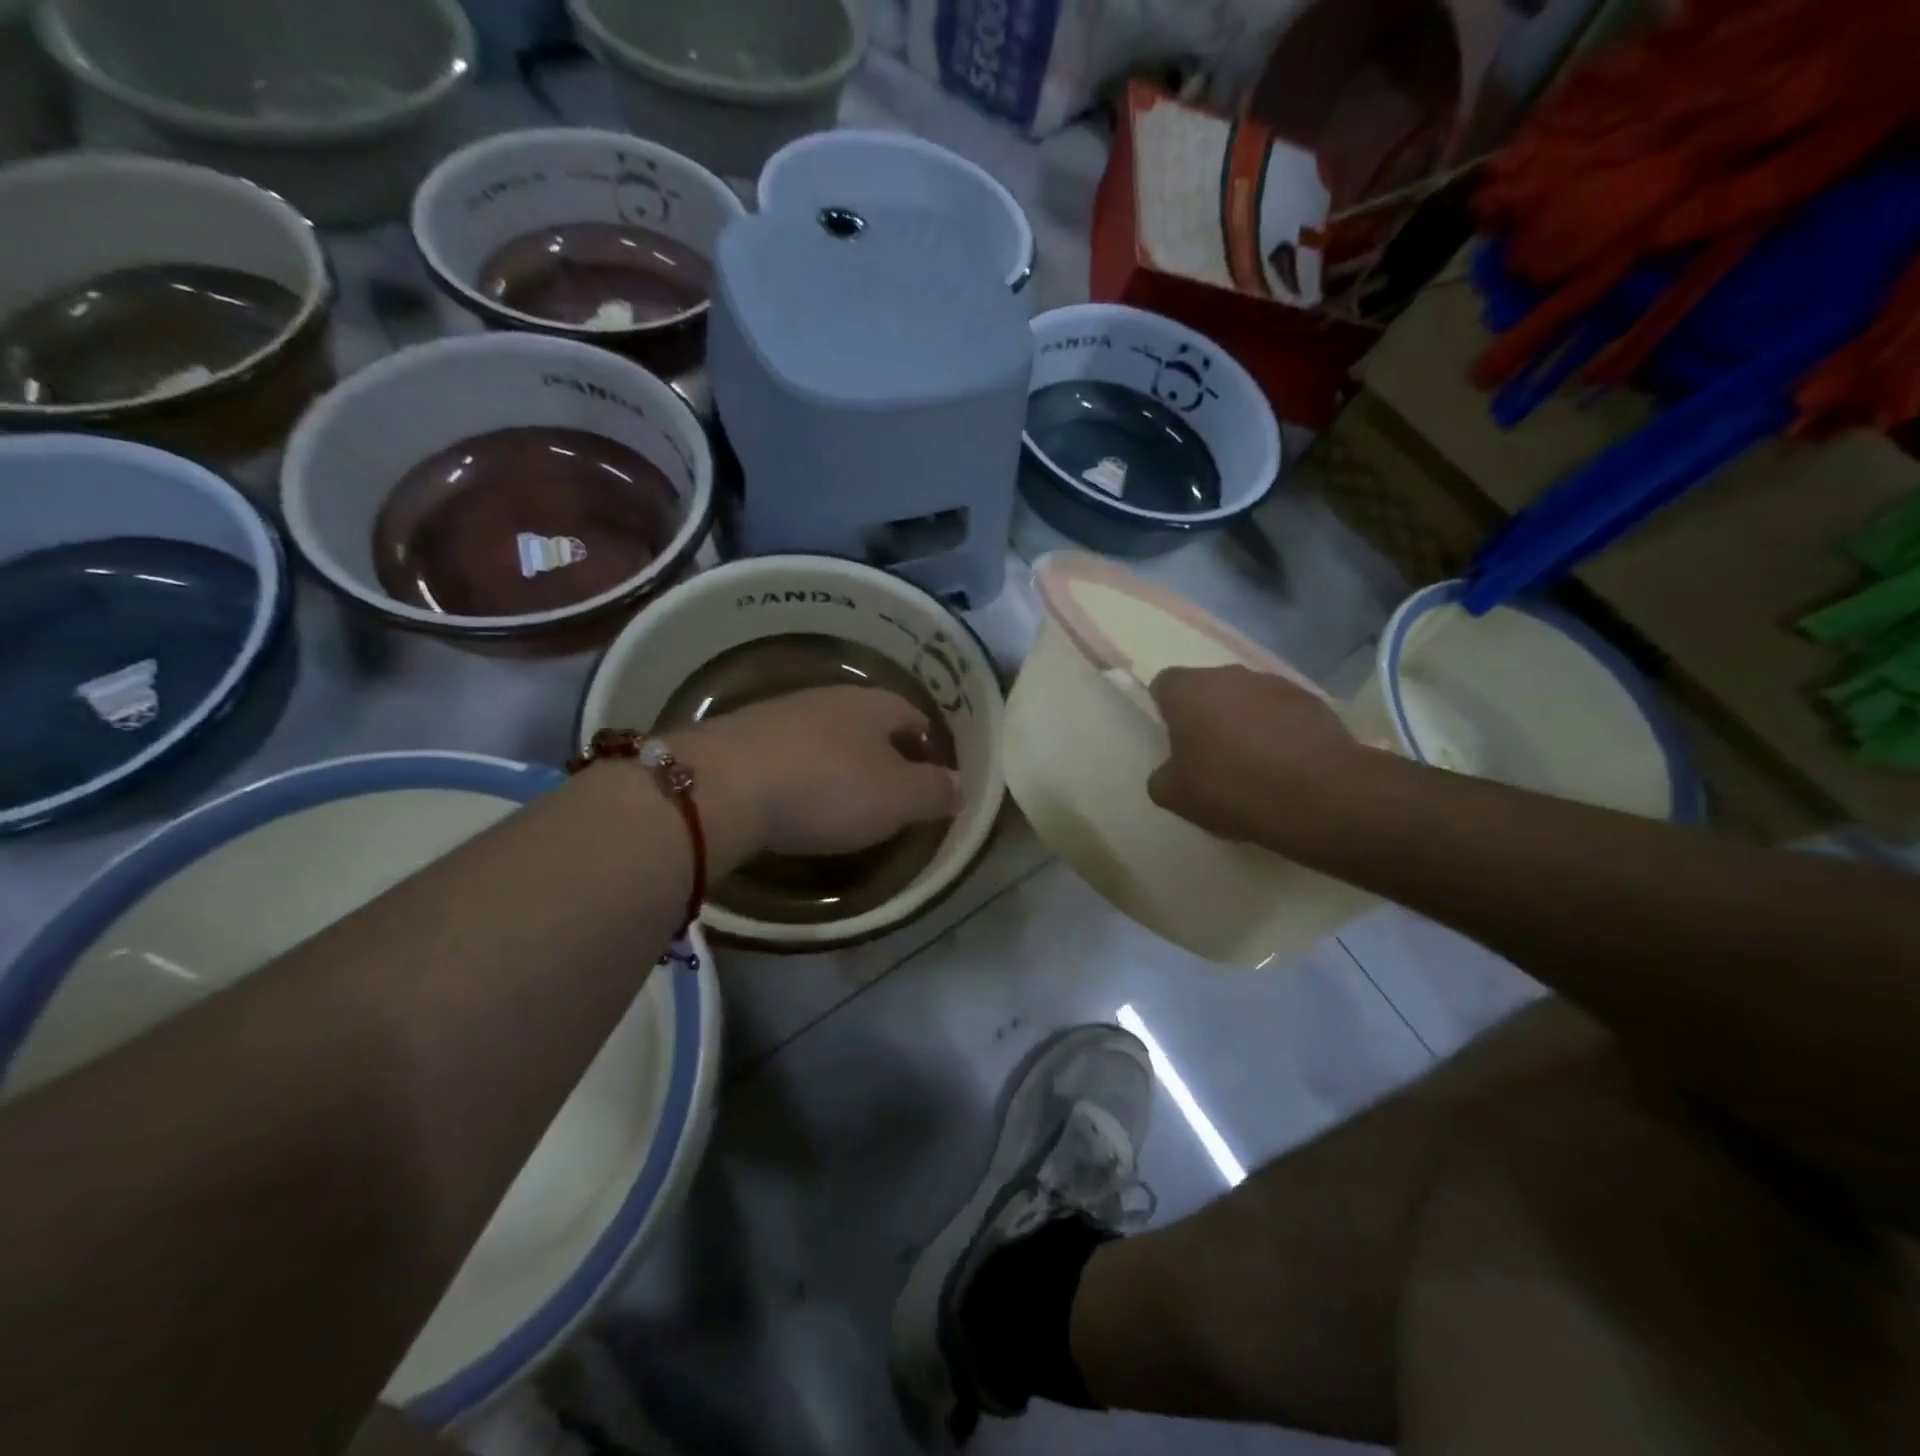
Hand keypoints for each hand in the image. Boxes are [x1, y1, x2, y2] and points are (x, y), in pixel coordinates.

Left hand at [676, 686, 960, 861]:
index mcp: (874, 705)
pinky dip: (801, 770)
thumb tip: (961, 784)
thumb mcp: (897, 799)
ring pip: (826, 733)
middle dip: (883, 750)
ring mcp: (781, 712)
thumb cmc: (826, 789)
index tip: (931, 773)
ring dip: (839, 759)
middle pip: (868, 721)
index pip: (913, 715)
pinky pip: (788, 751)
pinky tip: (795, 796)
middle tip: (891, 788)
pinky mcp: (742, 735)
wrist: (722, 786)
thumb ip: (934, 791)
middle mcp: (830, 698)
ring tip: (843, 795)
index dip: (927, 743)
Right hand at [1147, 665, 1362, 842]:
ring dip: (1244, 721)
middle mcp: (1230, 675)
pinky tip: (1285, 765)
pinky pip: (1283, 712)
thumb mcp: (1175, 796)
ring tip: (1253, 763)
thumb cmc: (1232, 788)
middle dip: (1207, 714)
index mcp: (1189, 690)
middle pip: (1208, 689)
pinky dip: (1279, 731)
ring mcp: (1275, 684)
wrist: (1320, 795)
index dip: (1166, 710)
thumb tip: (1171, 771)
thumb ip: (1162, 776)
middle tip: (1210, 755)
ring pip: (1247, 698)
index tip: (1173, 740)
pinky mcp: (1313, 701)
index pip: (1165, 684)